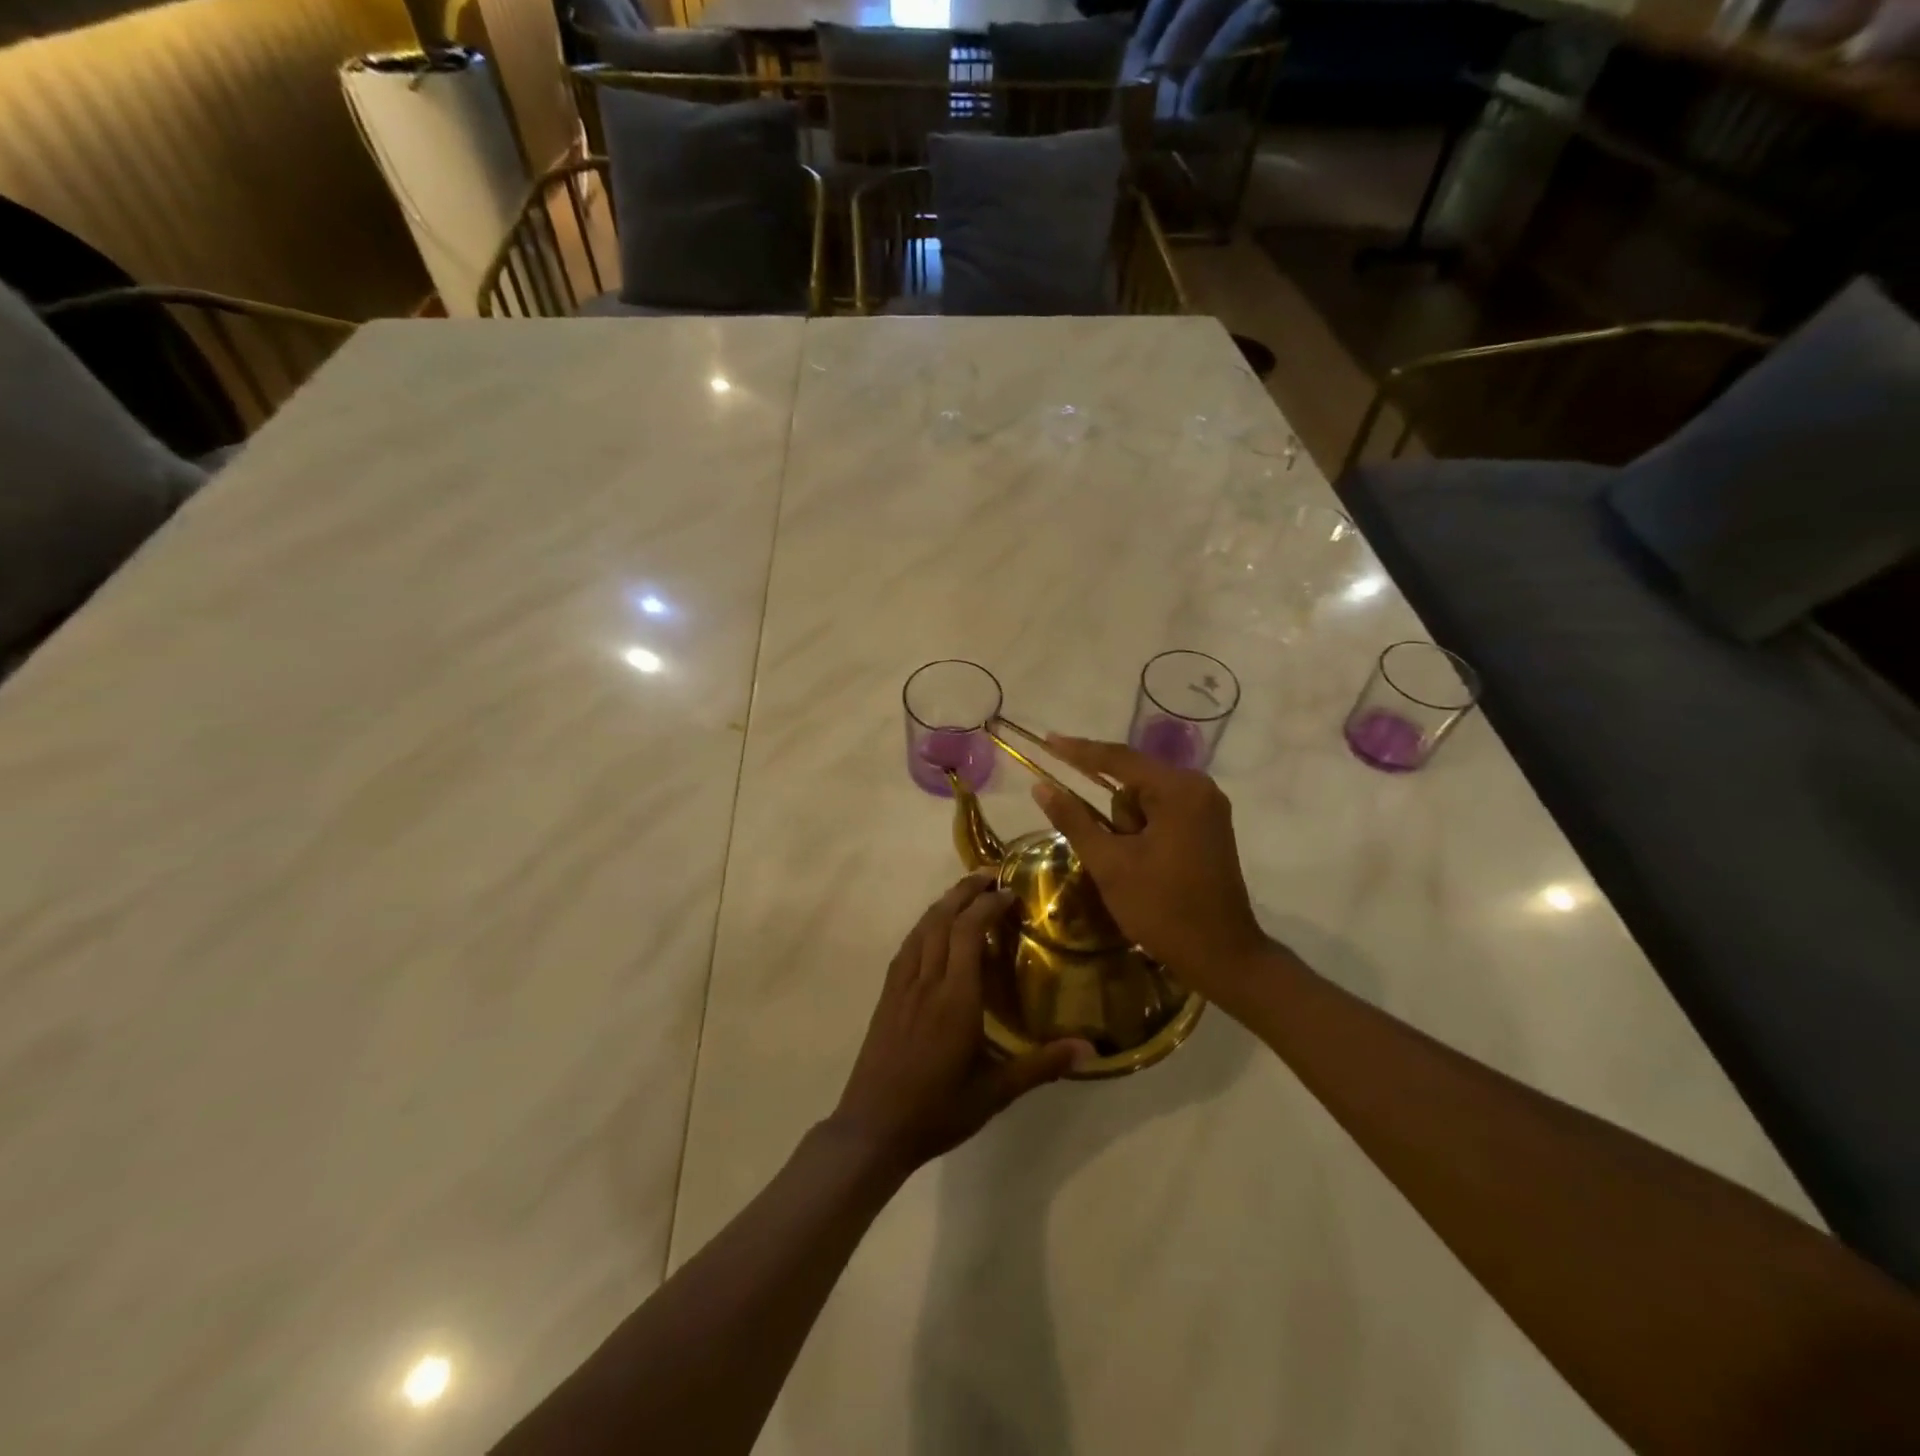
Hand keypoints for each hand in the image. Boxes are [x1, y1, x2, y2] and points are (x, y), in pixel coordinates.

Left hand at [830, 873, 1091, 1174]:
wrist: (872, 1128)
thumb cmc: (937, 1111)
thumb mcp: (995, 1093)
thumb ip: (1041, 1066)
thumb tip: (1090, 1049)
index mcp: (955, 999)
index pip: (968, 932)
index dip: (987, 906)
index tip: (1010, 893)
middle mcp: (926, 982)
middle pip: (942, 920)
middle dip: (965, 892)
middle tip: (989, 877)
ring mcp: (901, 987)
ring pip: (921, 929)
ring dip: (943, 904)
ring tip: (965, 893)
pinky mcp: (886, 996)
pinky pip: (906, 948)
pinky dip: (924, 927)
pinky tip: (932, 930)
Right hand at [1031, 735, 1269, 997]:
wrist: (1222, 956)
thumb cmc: (1163, 909)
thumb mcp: (1110, 865)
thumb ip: (1074, 820)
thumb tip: (1040, 787)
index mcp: (1179, 790)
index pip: (1118, 759)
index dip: (1078, 751)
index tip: (1046, 741)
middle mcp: (1198, 788)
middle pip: (1133, 782)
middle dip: (1114, 817)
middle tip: (1116, 858)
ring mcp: (1207, 807)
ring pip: (1145, 801)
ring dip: (1128, 829)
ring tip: (1136, 871)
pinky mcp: (1208, 826)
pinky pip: (1161, 814)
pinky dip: (1142, 832)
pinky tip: (1144, 864)